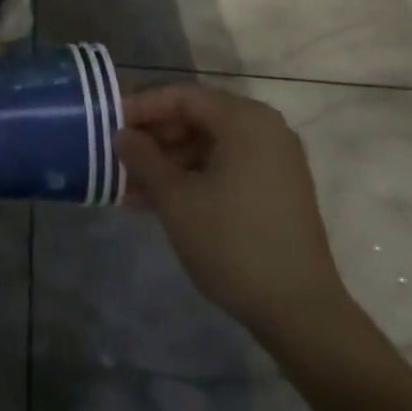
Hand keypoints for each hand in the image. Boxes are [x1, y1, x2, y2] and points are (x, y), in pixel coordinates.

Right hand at [116, 85, 352, 348]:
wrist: (301, 313)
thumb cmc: (232, 243)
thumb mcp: (175, 198)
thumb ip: (143, 158)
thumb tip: (121, 135)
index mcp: (244, 119)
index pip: (182, 96)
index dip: (142, 107)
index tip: (110, 124)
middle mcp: (264, 129)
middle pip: (197, 118)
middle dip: (154, 138)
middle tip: (118, 156)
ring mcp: (275, 160)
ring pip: (209, 146)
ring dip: (169, 162)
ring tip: (131, 185)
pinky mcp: (278, 190)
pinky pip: (226, 167)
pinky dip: (194, 177)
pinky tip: (161, 200)